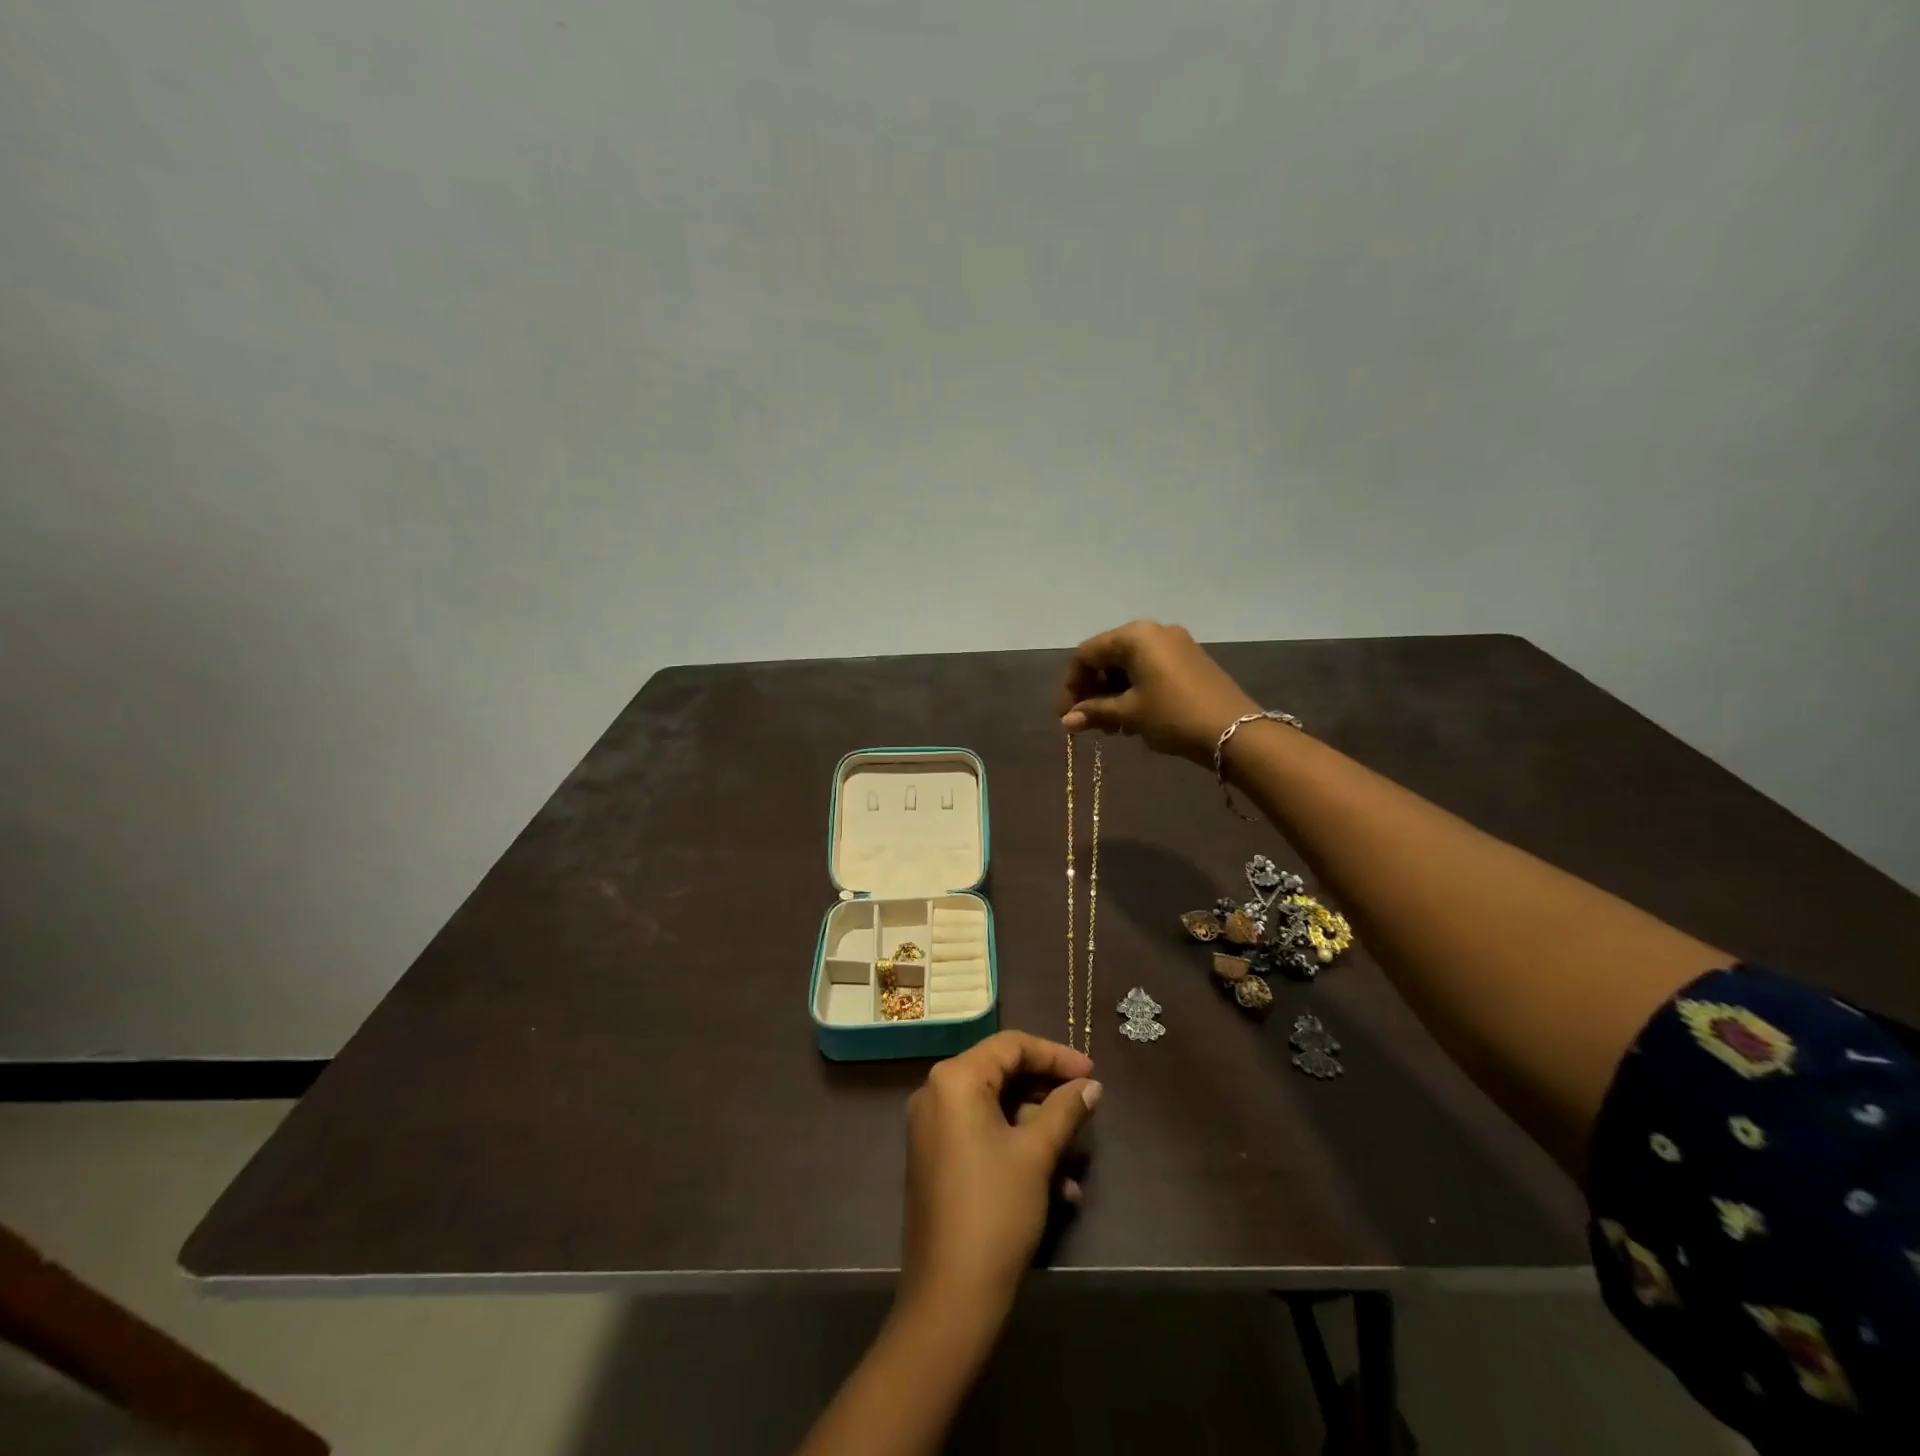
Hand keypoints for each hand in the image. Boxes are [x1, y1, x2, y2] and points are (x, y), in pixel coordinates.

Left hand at [900, 1032, 1100, 1313]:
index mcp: (954, 1079)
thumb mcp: (1036, 1154)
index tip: (1092, 1072)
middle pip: (1001, 1073)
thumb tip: (1091, 1085)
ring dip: (1038, 1128)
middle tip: (1086, 1106)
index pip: (1010, 1045)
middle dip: (1047, 1093)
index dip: (1055, 1055)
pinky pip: (982, 1135)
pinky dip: (1017, 1149)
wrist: (949, 1297)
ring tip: (1075, 1159)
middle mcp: (936, 1093)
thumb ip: (1065, 1110)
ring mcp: (932, 1127)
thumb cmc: (995, 1210)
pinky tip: (1058, 1187)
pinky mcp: (936, 1158)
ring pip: (996, 1109)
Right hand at [1059, 620, 1258, 764]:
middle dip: (1093, 692)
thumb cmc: (1173, 715)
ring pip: (1129, 666)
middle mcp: (1154, 631)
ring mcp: (1176, 644)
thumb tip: (1066, 721)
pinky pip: (1150, 670)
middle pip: (1108, 658)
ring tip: (1113, 728)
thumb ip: (1094, 712)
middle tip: (1090, 725)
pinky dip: (1135, 691)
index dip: (1071, 686)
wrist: (1236, 731)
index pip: (1087, 654)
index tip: (1067, 717)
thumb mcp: (1129, 714)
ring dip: (1113, 695)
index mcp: (1135, 636)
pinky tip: (1135, 718)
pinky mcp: (1190, 661)